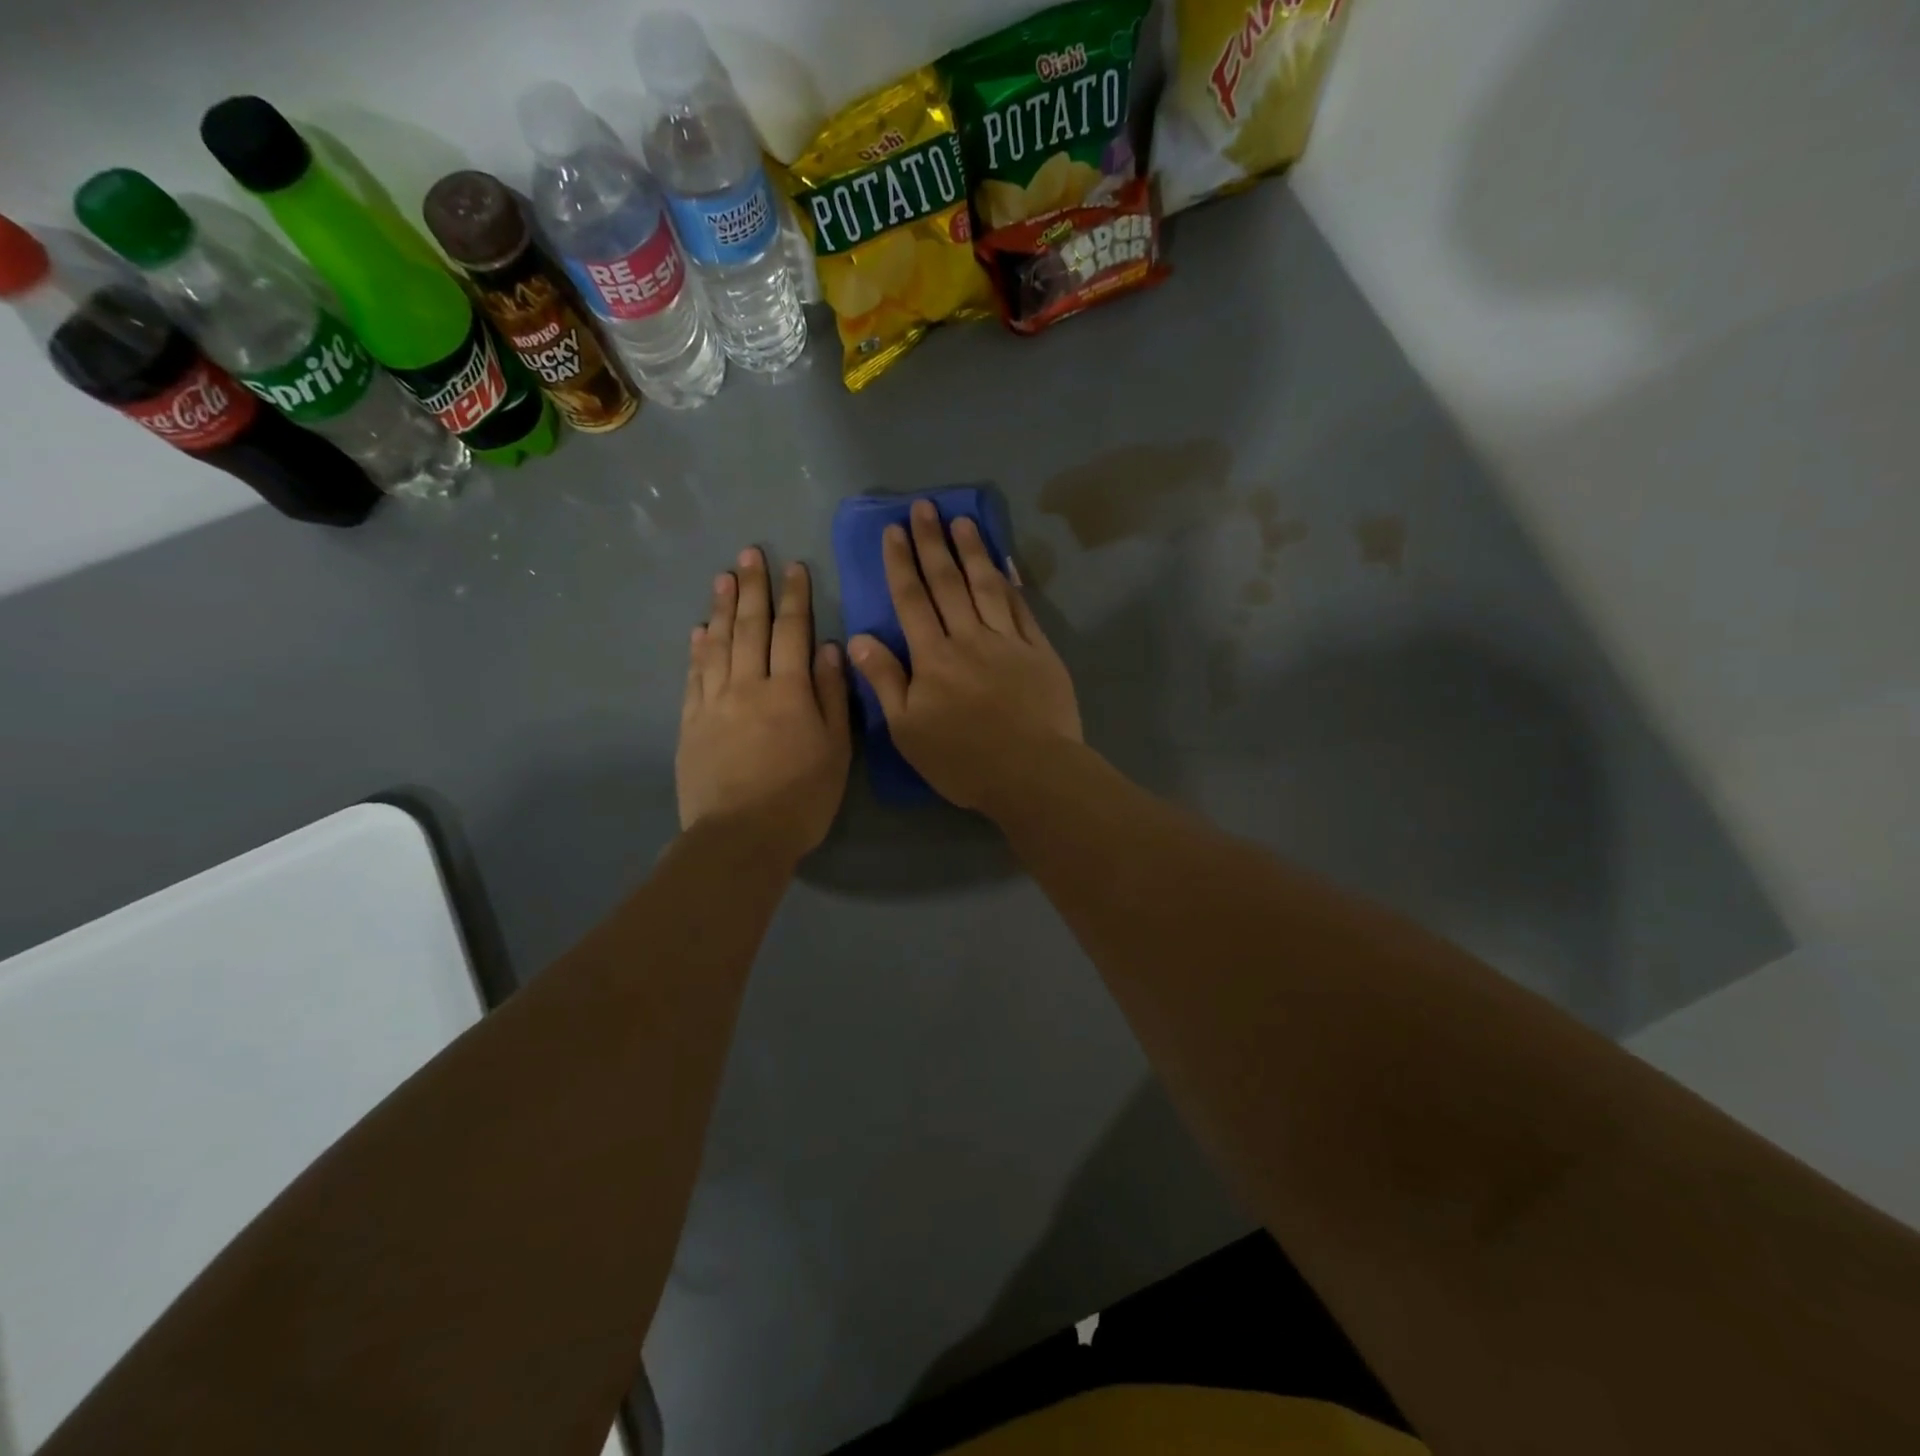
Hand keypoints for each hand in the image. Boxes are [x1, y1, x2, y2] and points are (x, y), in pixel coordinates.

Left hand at [677, 548, 850, 861]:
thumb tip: (830, 648)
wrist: (741, 837)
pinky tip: (699, 631)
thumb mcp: (836, 749)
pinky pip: (694, 677)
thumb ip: (833, 696)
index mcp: (789, 692)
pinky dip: (697, 650)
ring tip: (723, 578)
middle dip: (753, 589)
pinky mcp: (691, 724)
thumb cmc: (802, 797)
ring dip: (722, 608)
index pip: (792, 632)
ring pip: (718, 645)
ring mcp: (714, 703)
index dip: (794, 598)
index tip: (794, 567)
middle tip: (750, 554)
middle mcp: (748, 686)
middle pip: (750, 628)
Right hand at [849, 501, 1081, 814]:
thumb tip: (860, 638)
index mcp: (933, 657)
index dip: (901, 563)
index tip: (894, 530)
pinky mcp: (1039, 652)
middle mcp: (969, 638)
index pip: (912, 600)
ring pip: (986, 586)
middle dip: (933, 543)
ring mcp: (1008, 641)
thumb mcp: (908, 730)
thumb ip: (885, 681)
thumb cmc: (963, 760)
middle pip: (948, 583)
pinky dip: (1011, 582)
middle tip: (924, 507)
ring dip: (972, 551)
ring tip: (962, 521)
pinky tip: (1004, 563)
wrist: (1032, 773)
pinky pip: (1022, 608)